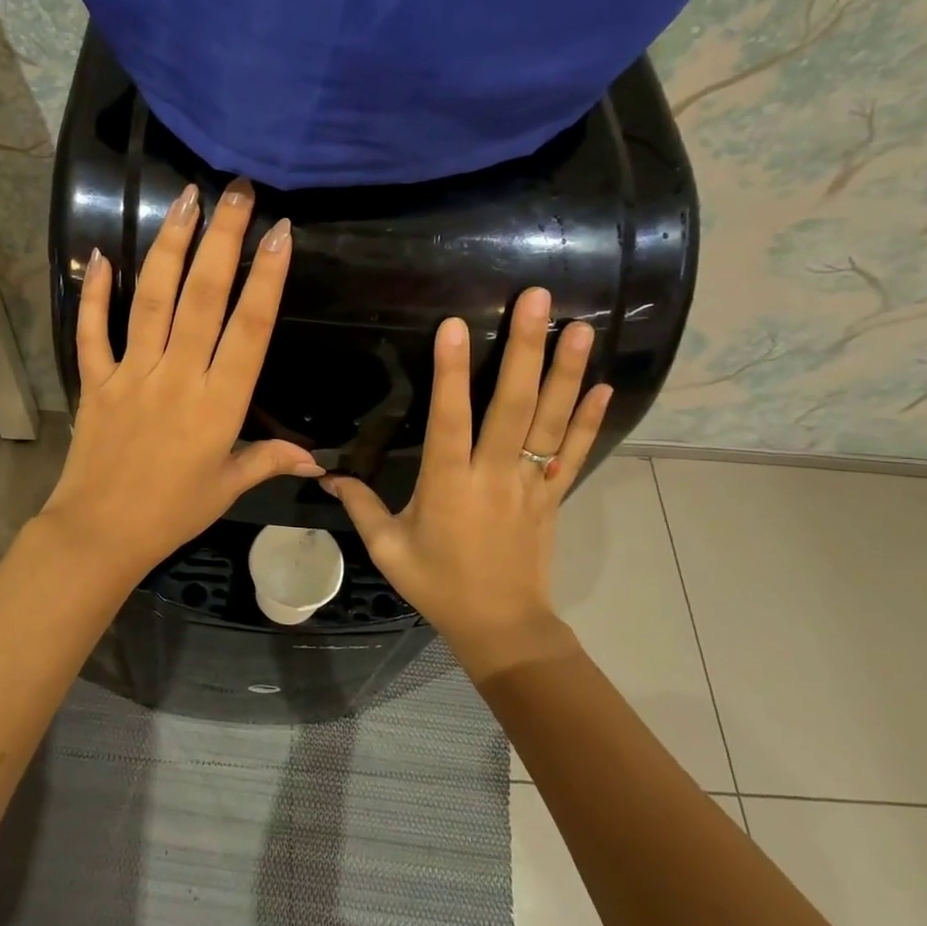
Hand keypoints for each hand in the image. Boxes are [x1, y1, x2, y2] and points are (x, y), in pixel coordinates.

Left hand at [38, 178, 321, 581]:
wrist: (101, 533)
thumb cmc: (172, 513)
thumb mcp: (227, 487)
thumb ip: (269, 460)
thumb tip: (319, 460)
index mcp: (219, 404)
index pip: (249, 330)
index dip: (266, 279)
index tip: (279, 233)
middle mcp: (177, 377)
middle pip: (202, 298)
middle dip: (222, 239)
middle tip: (236, 192)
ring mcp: (133, 374)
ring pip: (151, 301)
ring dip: (169, 247)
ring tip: (185, 201)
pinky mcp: (96, 381)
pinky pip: (93, 333)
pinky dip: (95, 295)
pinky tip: (99, 255)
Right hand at [325, 288, 611, 658]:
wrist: (501, 625)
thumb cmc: (438, 585)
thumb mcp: (387, 549)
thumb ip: (359, 506)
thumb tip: (325, 475)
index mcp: (449, 484)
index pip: (450, 419)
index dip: (452, 372)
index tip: (456, 325)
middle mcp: (494, 475)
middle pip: (513, 405)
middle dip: (525, 350)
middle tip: (538, 299)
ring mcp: (529, 484)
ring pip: (550, 421)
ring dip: (565, 372)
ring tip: (580, 327)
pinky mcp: (551, 496)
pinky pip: (572, 453)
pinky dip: (588, 420)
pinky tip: (601, 385)